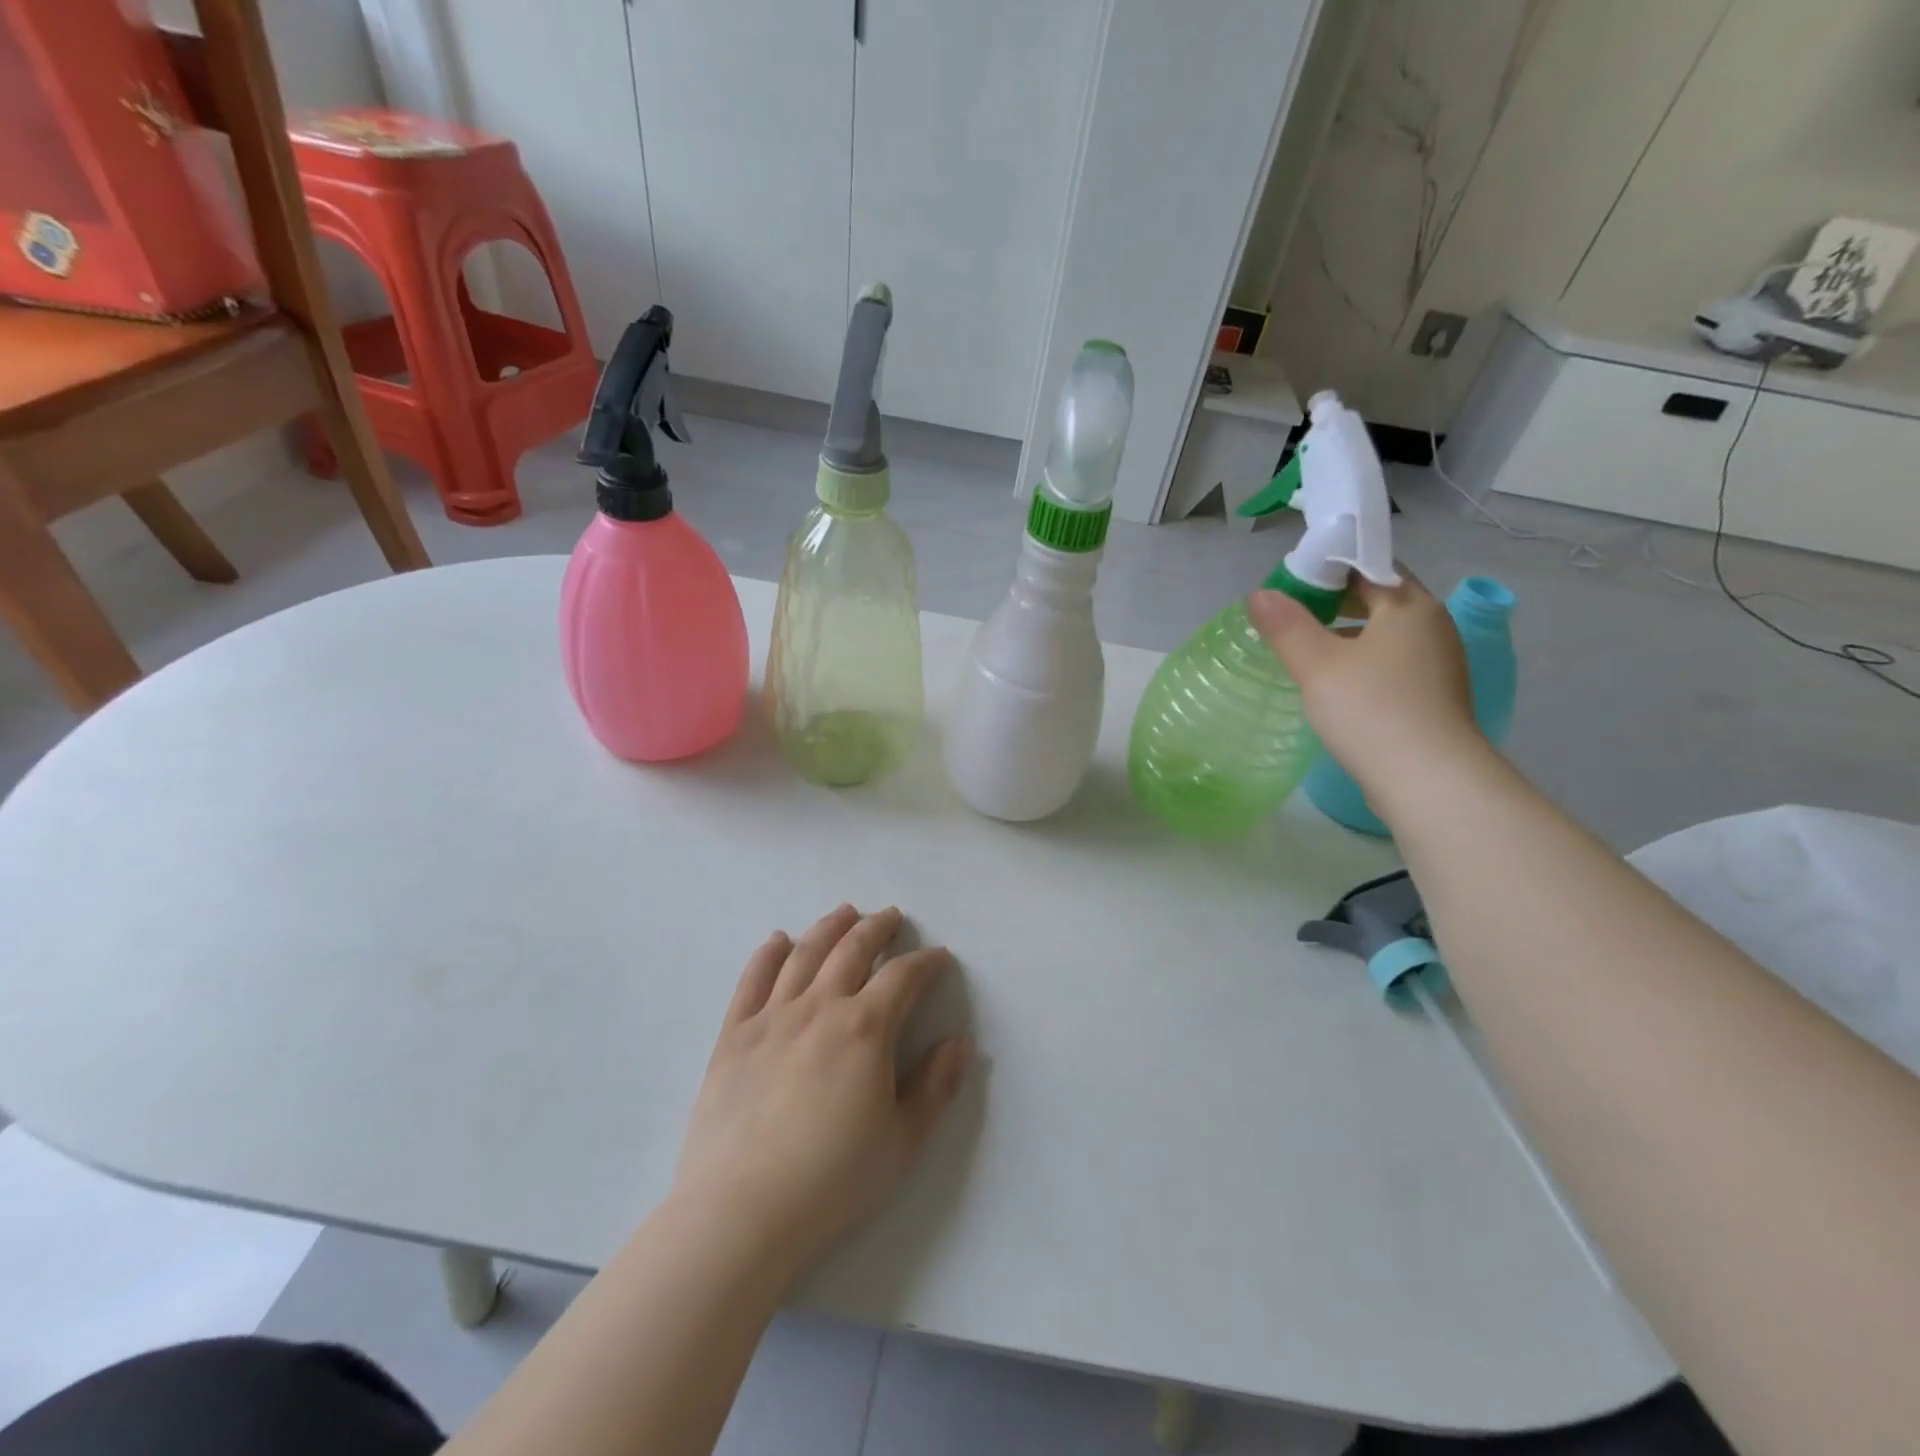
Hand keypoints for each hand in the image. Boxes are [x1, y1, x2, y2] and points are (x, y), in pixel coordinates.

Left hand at [670, 905, 971, 1286]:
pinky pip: (753, 980)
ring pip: (805, 954)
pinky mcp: (733, 1035)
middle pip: (852, 950)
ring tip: (844, 912)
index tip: (939, 957)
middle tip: (891, 916)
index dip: (925, 963)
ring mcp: (772, 1016)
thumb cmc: (832, 1180)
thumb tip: (961, 1042)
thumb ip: (936, 1086)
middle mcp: (820, 1007)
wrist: (740, 1212)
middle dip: (877, 928)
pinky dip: (768, 954)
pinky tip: (779, 940)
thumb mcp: (903, 1141)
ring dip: (829, 927)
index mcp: (865, 1028)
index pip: (903, 977)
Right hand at [1248, 573, 1480, 805]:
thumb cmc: (1371, 710)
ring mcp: (1437, 663)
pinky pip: (1391, 664)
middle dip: (1335, 601)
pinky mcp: (1432, 696)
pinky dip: (1361, 662)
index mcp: (1410, 605)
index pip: (1370, 564)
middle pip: (1380, 598)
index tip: (1291, 582)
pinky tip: (1333, 683)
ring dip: (1347, 634)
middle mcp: (1432, 626)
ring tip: (1304, 648)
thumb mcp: (1317, 664)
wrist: (1428, 780)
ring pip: (1385, 634)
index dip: (1329, 566)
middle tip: (1290, 613)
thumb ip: (1286, 625)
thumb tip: (1258, 594)